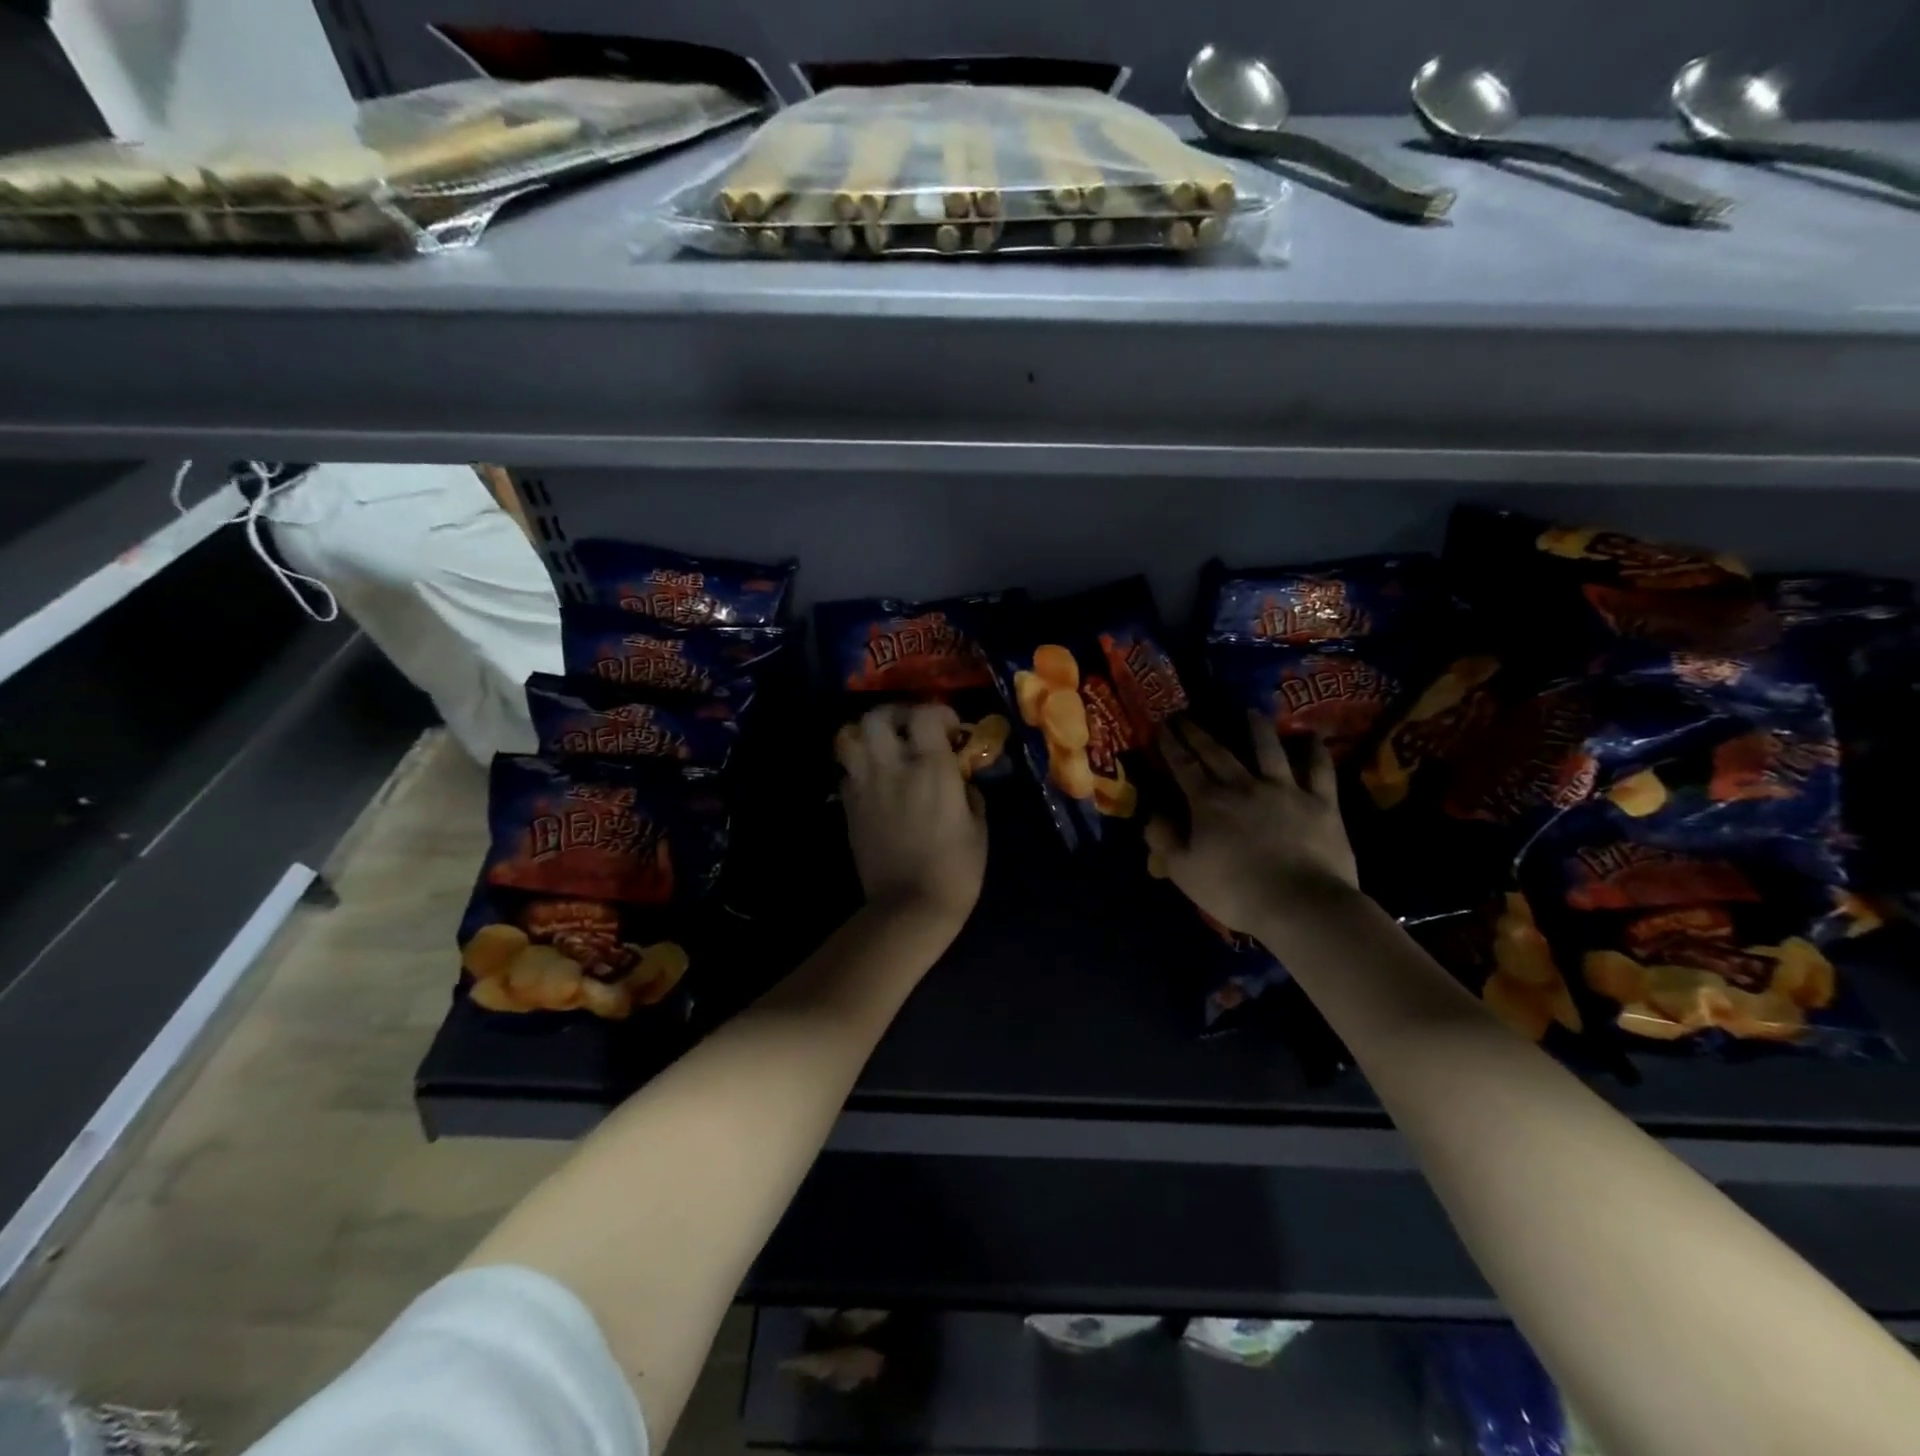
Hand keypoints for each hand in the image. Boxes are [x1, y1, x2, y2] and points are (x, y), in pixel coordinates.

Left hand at [836, 703, 987, 931]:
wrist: (909, 908)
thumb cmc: (956, 870)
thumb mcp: (978, 828)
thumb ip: (969, 794)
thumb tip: (961, 780)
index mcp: (931, 769)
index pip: (925, 715)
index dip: (938, 712)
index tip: (950, 728)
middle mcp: (893, 768)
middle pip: (877, 717)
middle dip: (895, 714)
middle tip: (910, 728)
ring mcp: (865, 787)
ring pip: (851, 739)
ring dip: (868, 737)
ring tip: (885, 748)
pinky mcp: (849, 808)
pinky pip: (847, 773)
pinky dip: (859, 769)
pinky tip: (875, 782)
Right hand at [1146, 713, 1358, 937]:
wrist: (1300, 904)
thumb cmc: (1235, 892)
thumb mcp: (1184, 872)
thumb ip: (1164, 840)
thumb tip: (1153, 815)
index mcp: (1208, 802)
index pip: (1183, 766)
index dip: (1171, 745)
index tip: (1162, 726)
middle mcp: (1243, 786)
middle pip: (1217, 752)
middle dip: (1198, 732)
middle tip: (1186, 714)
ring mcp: (1285, 790)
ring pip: (1269, 750)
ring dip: (1257, 729)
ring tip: (1251, 711)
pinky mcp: (1320, 802)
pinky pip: (1319, 770)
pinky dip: (1315, 752)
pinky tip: (1313, 737)